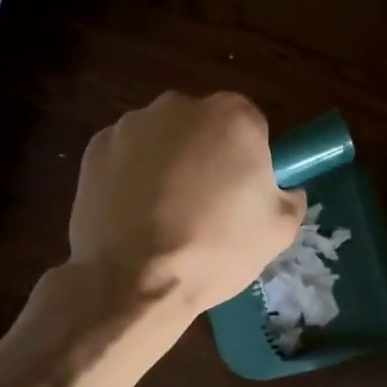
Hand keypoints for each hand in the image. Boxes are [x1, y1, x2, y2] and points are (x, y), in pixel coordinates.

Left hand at [68, 91, 306, 314]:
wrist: (134, 281)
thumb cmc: (216, 250)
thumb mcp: (279, 231)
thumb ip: (290, 198)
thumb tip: (285, 191)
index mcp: (233, 116)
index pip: (251, 126)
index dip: (250, 160)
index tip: (243, 193)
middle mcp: (180, 106)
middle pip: (204, 126)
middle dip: (207, 155)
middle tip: (206, 205)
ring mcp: (132, 124)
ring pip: (163, 139)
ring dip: (168, 164)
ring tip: (164, 215)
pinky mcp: (96, 147)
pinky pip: (126, 156)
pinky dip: (131, 176)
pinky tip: (134, 214)